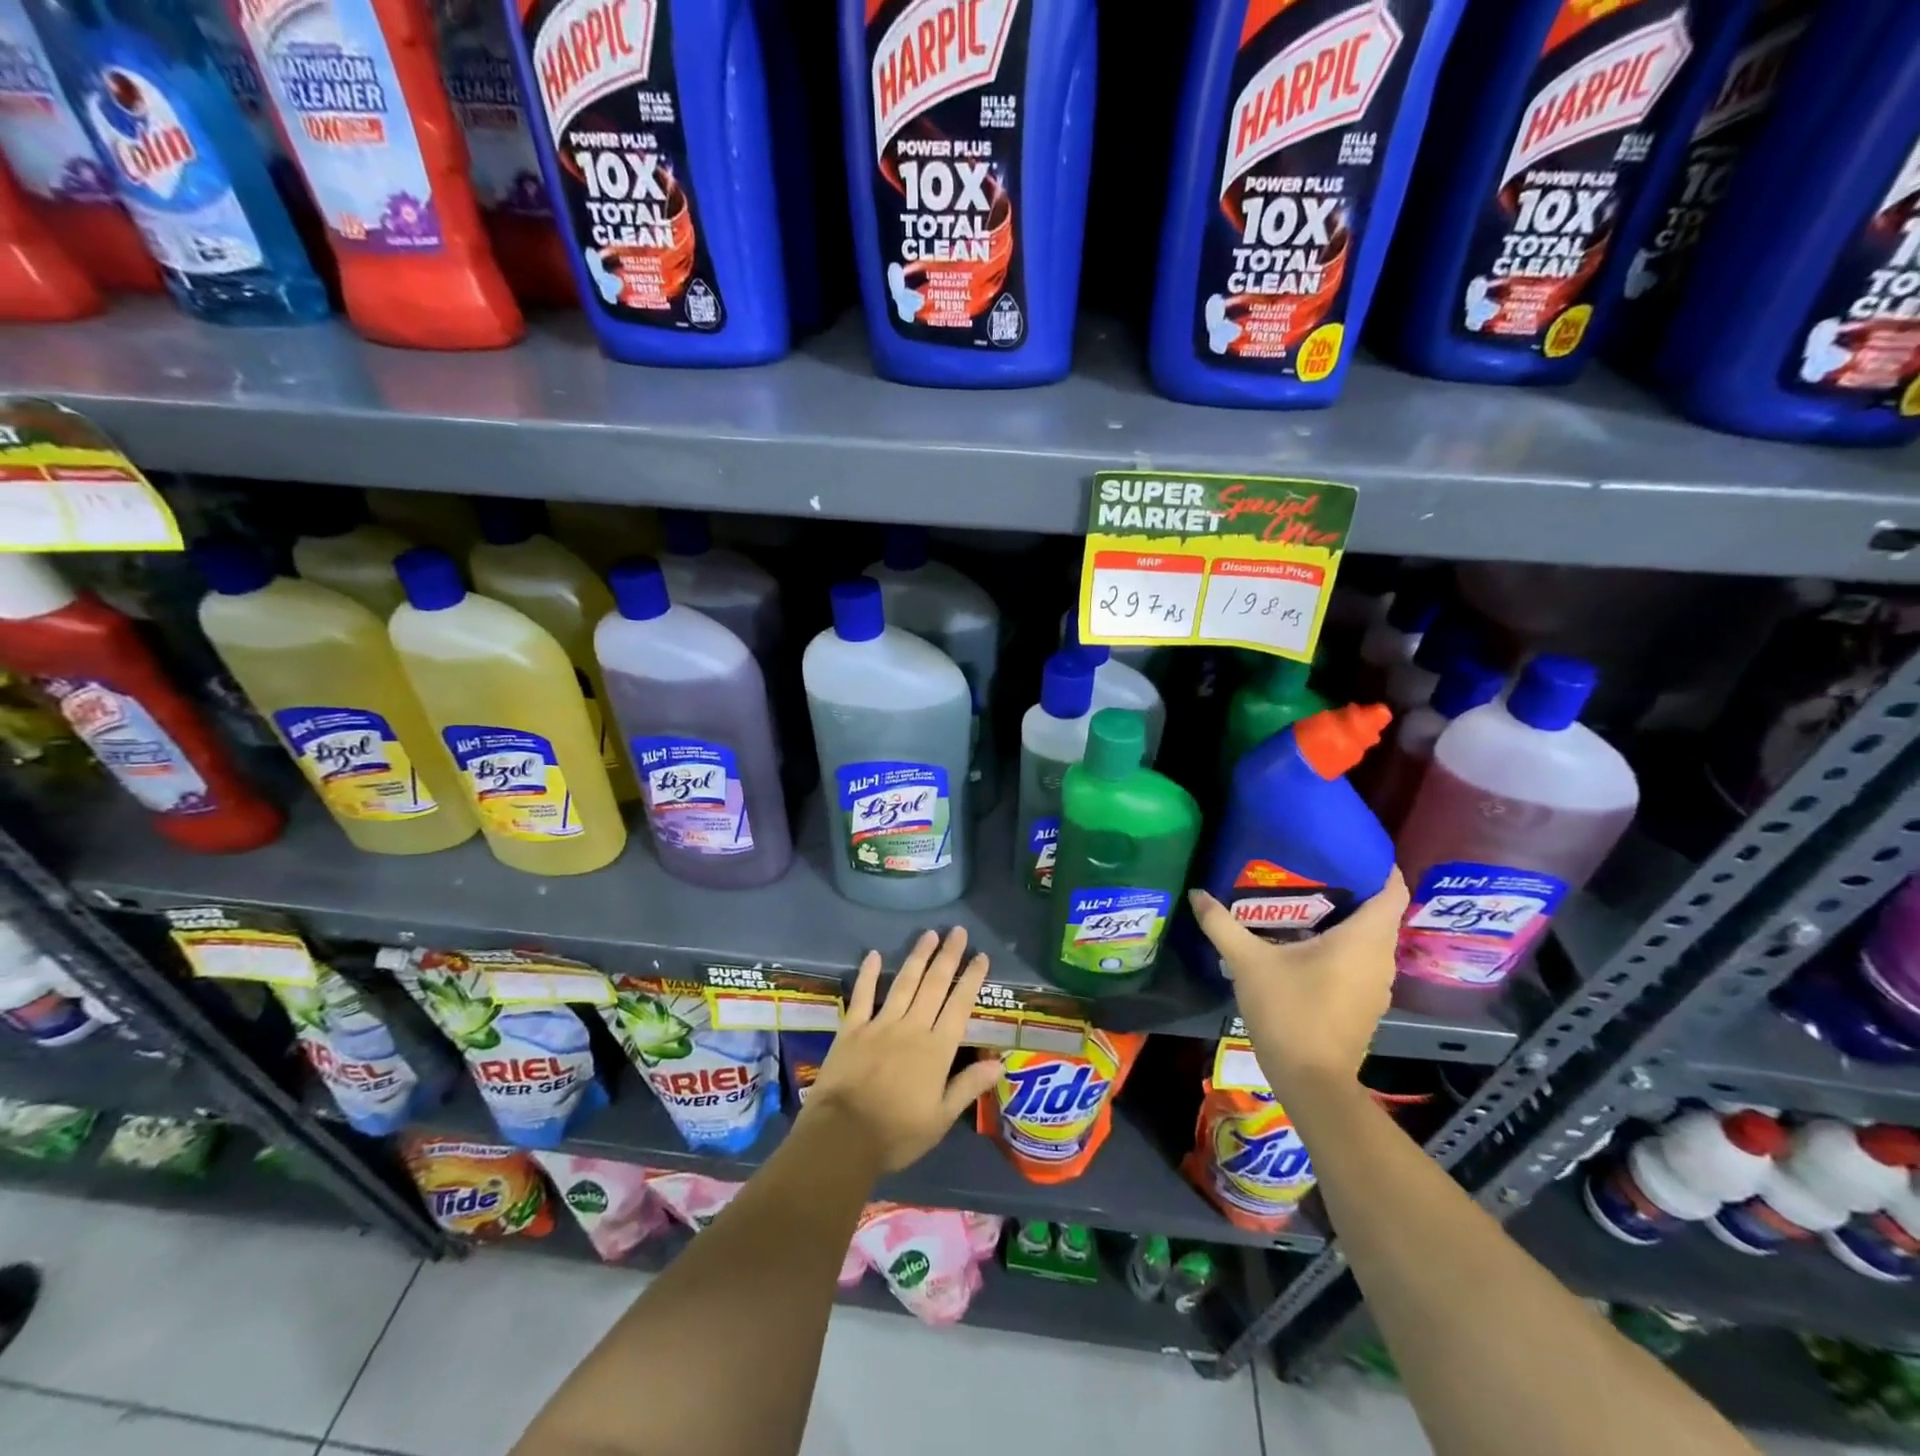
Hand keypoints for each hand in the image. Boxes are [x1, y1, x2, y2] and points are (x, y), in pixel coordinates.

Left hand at [799, 927, 1003, 1172]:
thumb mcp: (941, 1118)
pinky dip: (869, 974)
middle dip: (948, 957)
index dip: (971, 979)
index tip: (981, 956)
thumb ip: (968, 1086)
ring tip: (929, 934)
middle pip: (934, 985)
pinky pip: (862, 996)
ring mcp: (880, 1024)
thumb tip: (999, 1062)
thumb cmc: (897, 1133)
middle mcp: (912, 1028)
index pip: (960, 1006)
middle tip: (957, 931)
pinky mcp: (852, 1029)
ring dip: (918, 957)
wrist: (843, 1136)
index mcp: (937, 1049)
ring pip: (904, 983)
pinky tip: (874, 955)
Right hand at [1188, 870, 1408, 1094]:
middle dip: (1351, 888)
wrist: (1310, 1080)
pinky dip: (1342, 945)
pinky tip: (1306, 944)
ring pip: (1370, 938)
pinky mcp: (1366, 1003)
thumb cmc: (1289, 1011)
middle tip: (1311, 869)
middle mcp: (1380, 958)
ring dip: (1346, 919)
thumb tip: (1197, 893)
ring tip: (1304, 901)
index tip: (1347, 848)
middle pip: (1380, 912)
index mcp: (1364, 940)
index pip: (1393, 890)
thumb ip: (1222, 924)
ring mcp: (1376, 985)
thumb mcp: (1248, 962)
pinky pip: (1361, 960)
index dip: (1379, 865)